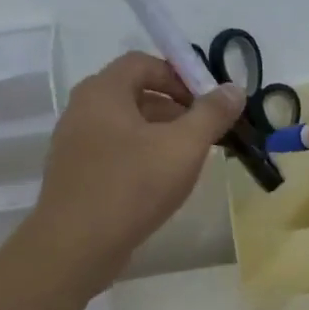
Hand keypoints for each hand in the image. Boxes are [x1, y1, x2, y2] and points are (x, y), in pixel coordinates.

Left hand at [27, 52, 244, 288]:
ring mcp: (74, 144)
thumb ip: (211, 114)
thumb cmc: (132, 186)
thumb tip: (234, 89)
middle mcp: (82, 110)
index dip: (179, 75)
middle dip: (175, 108)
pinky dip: (140, 157)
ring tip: (188, 161)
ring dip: (160, 134)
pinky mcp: (75, 175)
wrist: (76, 247)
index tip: (207, 102)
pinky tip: (160, 184)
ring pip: (125, 126)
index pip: (143, 63)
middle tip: (204, 133)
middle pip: (134, 93)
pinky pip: (113, 152)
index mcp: (103, 92)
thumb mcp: (183, 147)